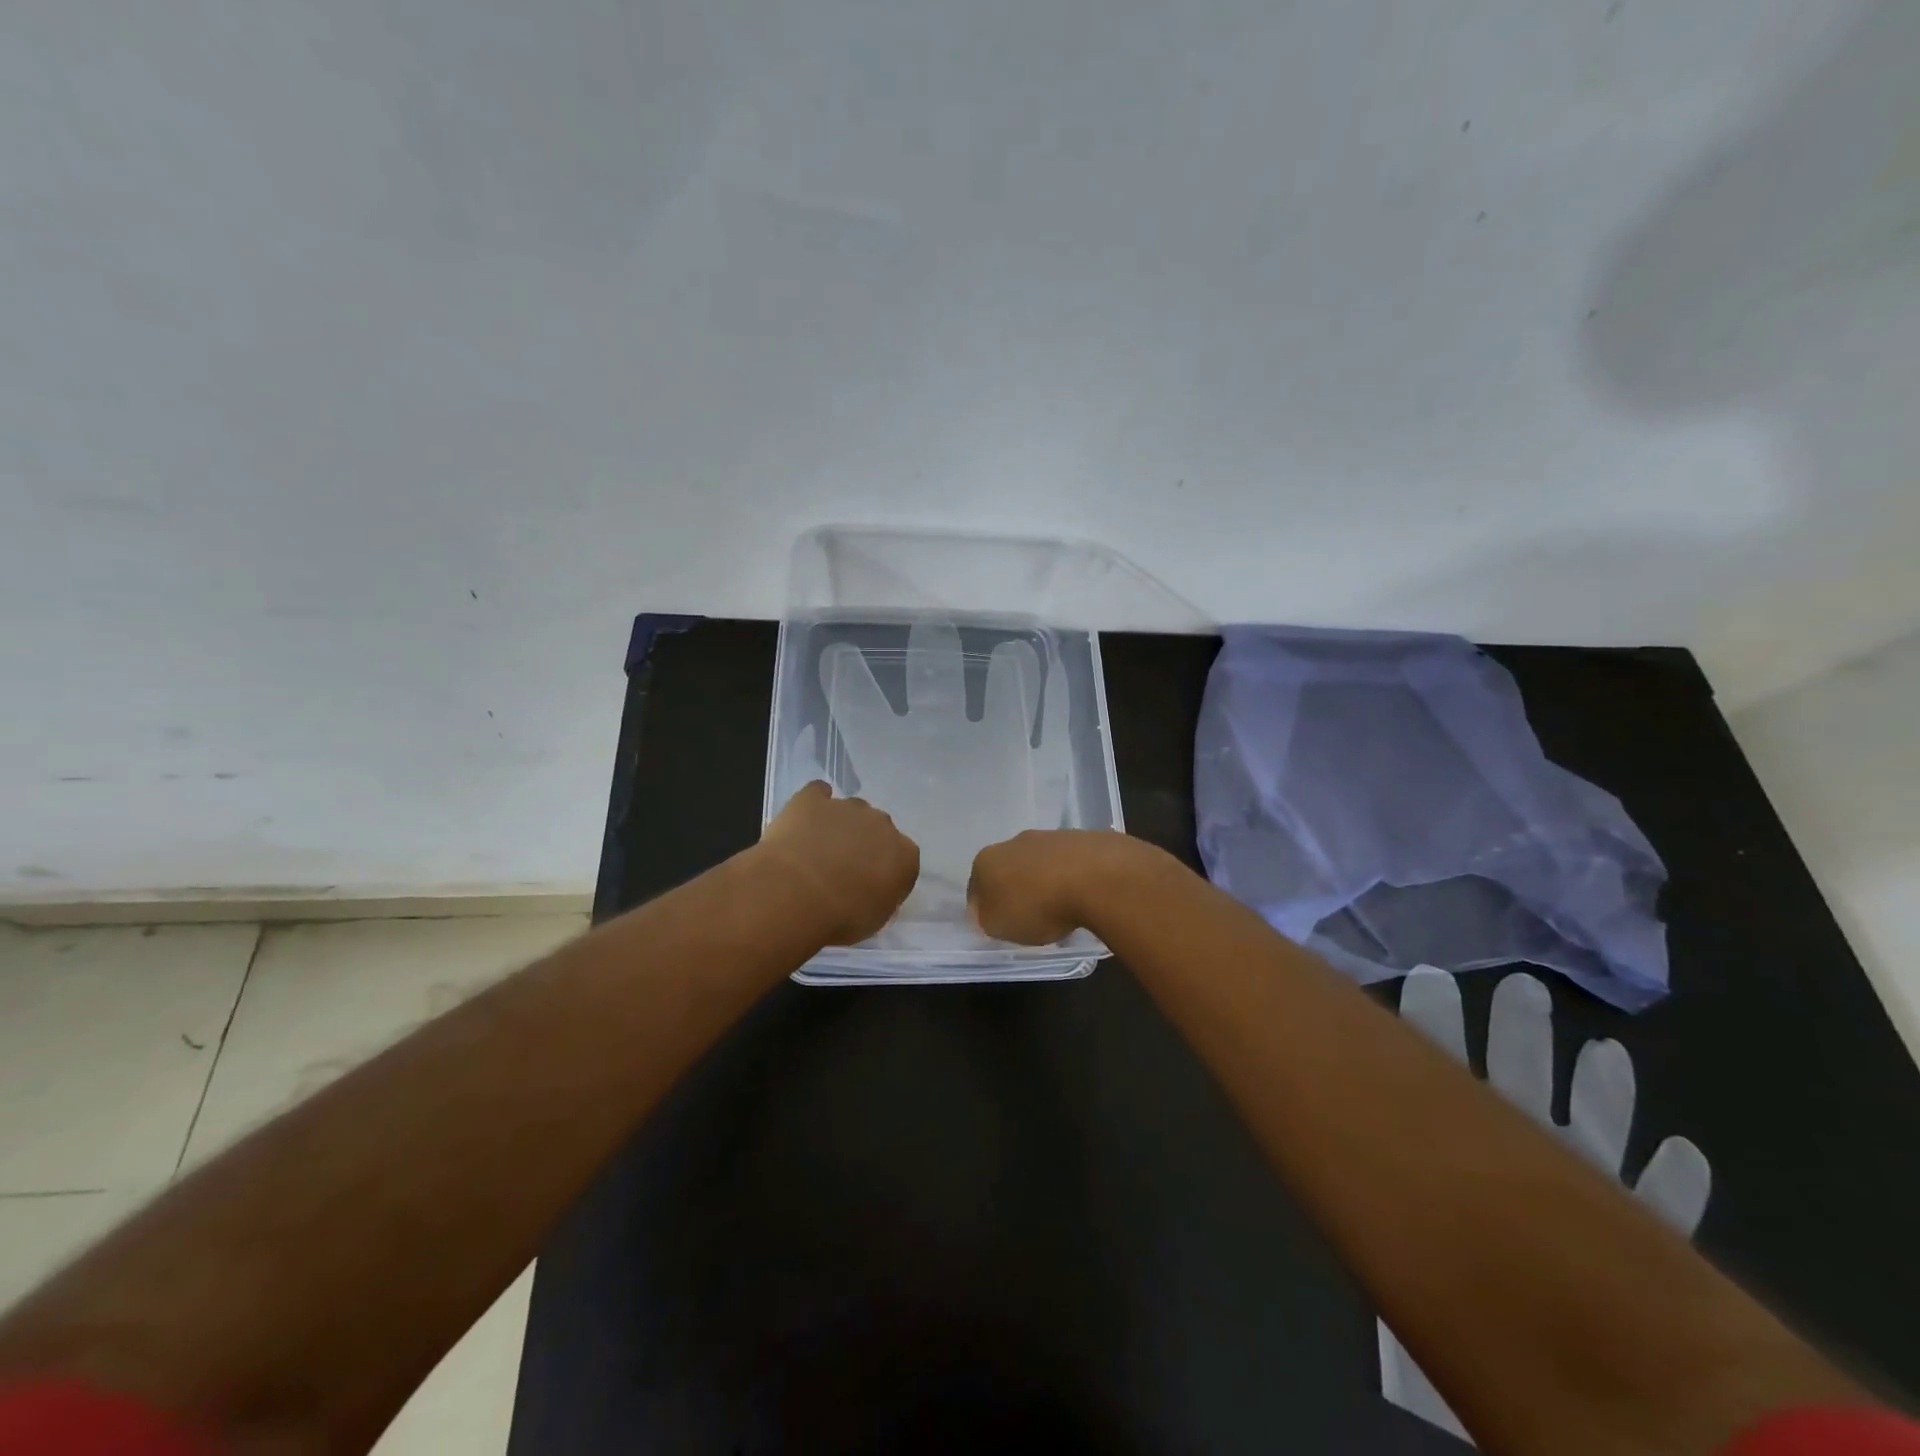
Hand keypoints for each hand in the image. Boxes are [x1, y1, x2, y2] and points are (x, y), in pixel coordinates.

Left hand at [757, 781, 919, 945]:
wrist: (795, 893)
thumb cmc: (840, 916)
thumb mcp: (874, 919)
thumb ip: (881, 897)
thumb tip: (875, 889)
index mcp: (904, 855)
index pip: (903, 858)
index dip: (886, 871)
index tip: (870, 886)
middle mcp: (882, 824)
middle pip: (878, 829)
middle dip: (865, 843)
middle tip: (842, 869)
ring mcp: (847, 807)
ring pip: (851, 810)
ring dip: (841, 825)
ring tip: (817, 849)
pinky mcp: (812, 799)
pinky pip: (818, 793)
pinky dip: (815, 802)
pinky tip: (804, 817)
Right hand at [967, 829, 1159, 943]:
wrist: (1096, 877)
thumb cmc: (1038, 906)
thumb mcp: (1000, 926)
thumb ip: (987, 919)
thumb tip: (987, 911)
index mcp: (986, 861)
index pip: (975, 887)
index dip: (984, 908)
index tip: (998, 924)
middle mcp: (1013, 842)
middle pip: (1008, 870)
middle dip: (1015, 889)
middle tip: (1029, 916)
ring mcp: (1049, 836)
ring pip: (1039, 863)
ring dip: (1043, 881)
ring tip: (1060, 908)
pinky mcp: (1082, 838)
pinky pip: (1068, 862)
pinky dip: (1070, 876)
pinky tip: (1082, 895)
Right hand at [1380, 969, 1712, 1442]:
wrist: (1586, 1379)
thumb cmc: (1481, 1294)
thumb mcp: (1426, 1223)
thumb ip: (1405, 1173)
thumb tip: (1353, 1116)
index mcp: (1478, 1145)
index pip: (1453, 1069)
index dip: (1440, 1022)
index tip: (1430, 977)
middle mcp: (1537, 1160)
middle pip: (1527, 1083)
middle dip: (1520, 1035)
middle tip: (1519, 985)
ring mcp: (1595, 1197)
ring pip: (1597, 1129)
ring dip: (1602, 1091)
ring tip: (1607, 1049)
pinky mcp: (1646, 1239)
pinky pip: (1662, 1202)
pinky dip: (1671, 1178)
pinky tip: (1684, 1152)